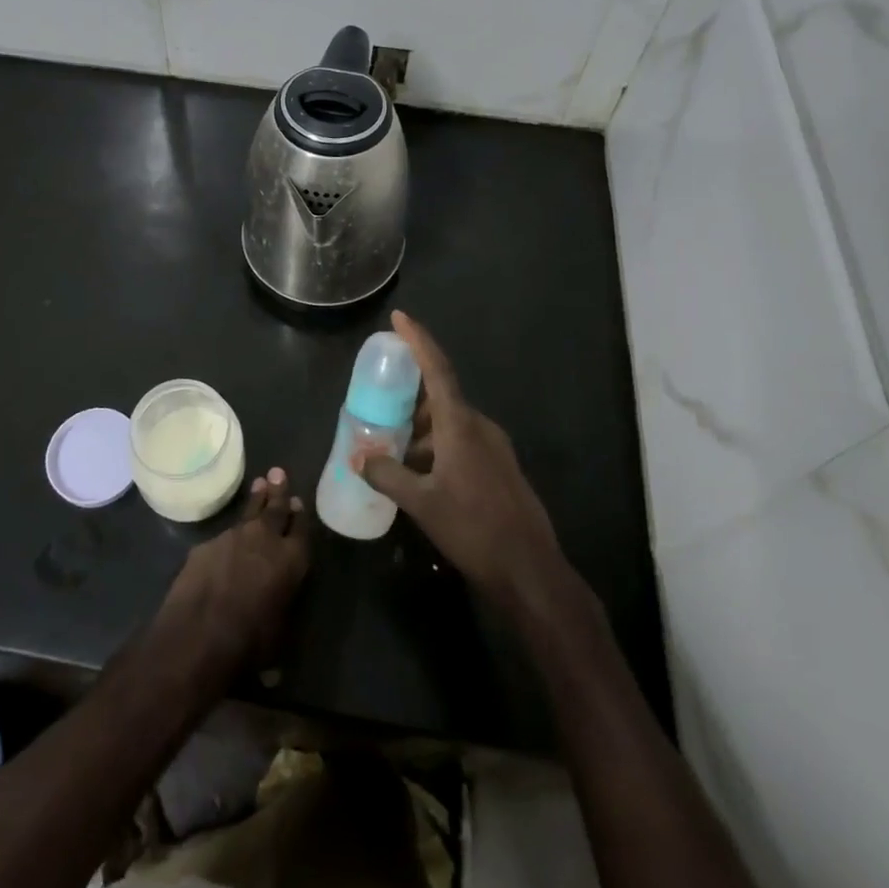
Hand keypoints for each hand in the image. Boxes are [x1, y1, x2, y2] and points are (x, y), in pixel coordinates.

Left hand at [157, 468, 310, 672]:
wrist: (198, 634)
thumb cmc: (247, 644)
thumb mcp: (275, 642)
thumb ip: (277, 629)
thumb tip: (275, 669)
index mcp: (292, 561)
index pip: (303, 531)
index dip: (301, 517)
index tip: (300, 502)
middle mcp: (267, 540)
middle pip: (277, 508)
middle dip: (280, 491)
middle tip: (279, 472)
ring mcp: (234, 537)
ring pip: (250, 511)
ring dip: (256, 499)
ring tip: (260, 483)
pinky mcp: (207, 543)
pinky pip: (223, 535)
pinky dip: (229, 535)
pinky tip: (225, 540)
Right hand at [354, 312, 565, 610]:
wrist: (529, 570)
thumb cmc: (473, 528)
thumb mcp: (421, 503)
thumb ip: (387, 475)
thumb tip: (358, 458)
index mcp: (460, 424)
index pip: (437, 369)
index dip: (418, 340)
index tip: (400, 317)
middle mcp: (479, 426)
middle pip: (441, 397)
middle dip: (410, 399)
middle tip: (380, 404)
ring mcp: (494, 447)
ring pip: (451, 424)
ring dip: (422, 430)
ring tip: (393, 449)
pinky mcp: (500, 468)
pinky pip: (463, 442)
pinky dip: (438, 447)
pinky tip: (420, 474)